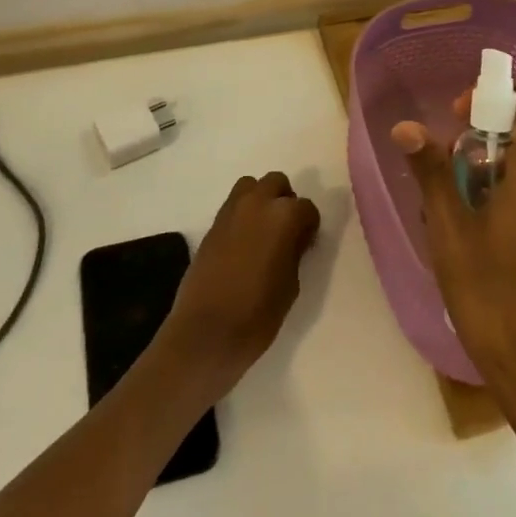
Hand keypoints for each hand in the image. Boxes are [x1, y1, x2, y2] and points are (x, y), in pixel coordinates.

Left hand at [157, 172, 320, 395]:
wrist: (205, 333)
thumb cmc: (257, 314)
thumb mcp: (291, 285)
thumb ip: (294, 252)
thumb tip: (293, 239)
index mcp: (283, 216)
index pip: (306, 208)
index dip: (310, 226)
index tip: (307, 244)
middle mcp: (257, 203)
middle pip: (277, 183)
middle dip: (285, 201)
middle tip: (287, 231)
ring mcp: (230, 211)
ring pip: (251, 186)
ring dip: (261, 200)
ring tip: (264, 231)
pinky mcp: (212, 224)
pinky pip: (233, 205)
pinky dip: (243, 214)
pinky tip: (244, 243)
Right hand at [394, 81, 515, 424]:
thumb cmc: (494, 296)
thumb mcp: (450, 231)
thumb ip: (431, 171)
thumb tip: (405, 127)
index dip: (497, 95)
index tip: (461, 118)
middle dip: (488, 136)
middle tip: (451, 167)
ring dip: (499, 167)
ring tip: (463, 206)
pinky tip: (488, 235)